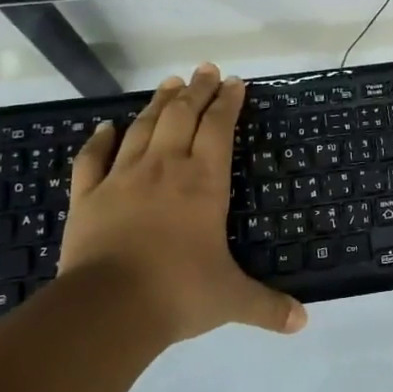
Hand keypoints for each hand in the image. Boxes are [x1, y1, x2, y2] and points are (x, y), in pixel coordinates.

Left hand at [58, 64, 307, 344]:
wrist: (107, 308)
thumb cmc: (178, 293)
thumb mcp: (231, 299)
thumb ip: (268, 306)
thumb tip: (304, 322)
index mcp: (204, 183)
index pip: (219, 129)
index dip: (228, 103)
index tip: (235, 82)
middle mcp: (165, 169)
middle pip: (182, 116)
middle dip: (197, 90)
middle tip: (206, 69)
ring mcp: (122, 179)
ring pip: (143, 128)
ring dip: (158, 104)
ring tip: (170, 83)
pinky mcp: (88, 197)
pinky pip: (93, 159)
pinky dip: (99, 140)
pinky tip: (106, 127)